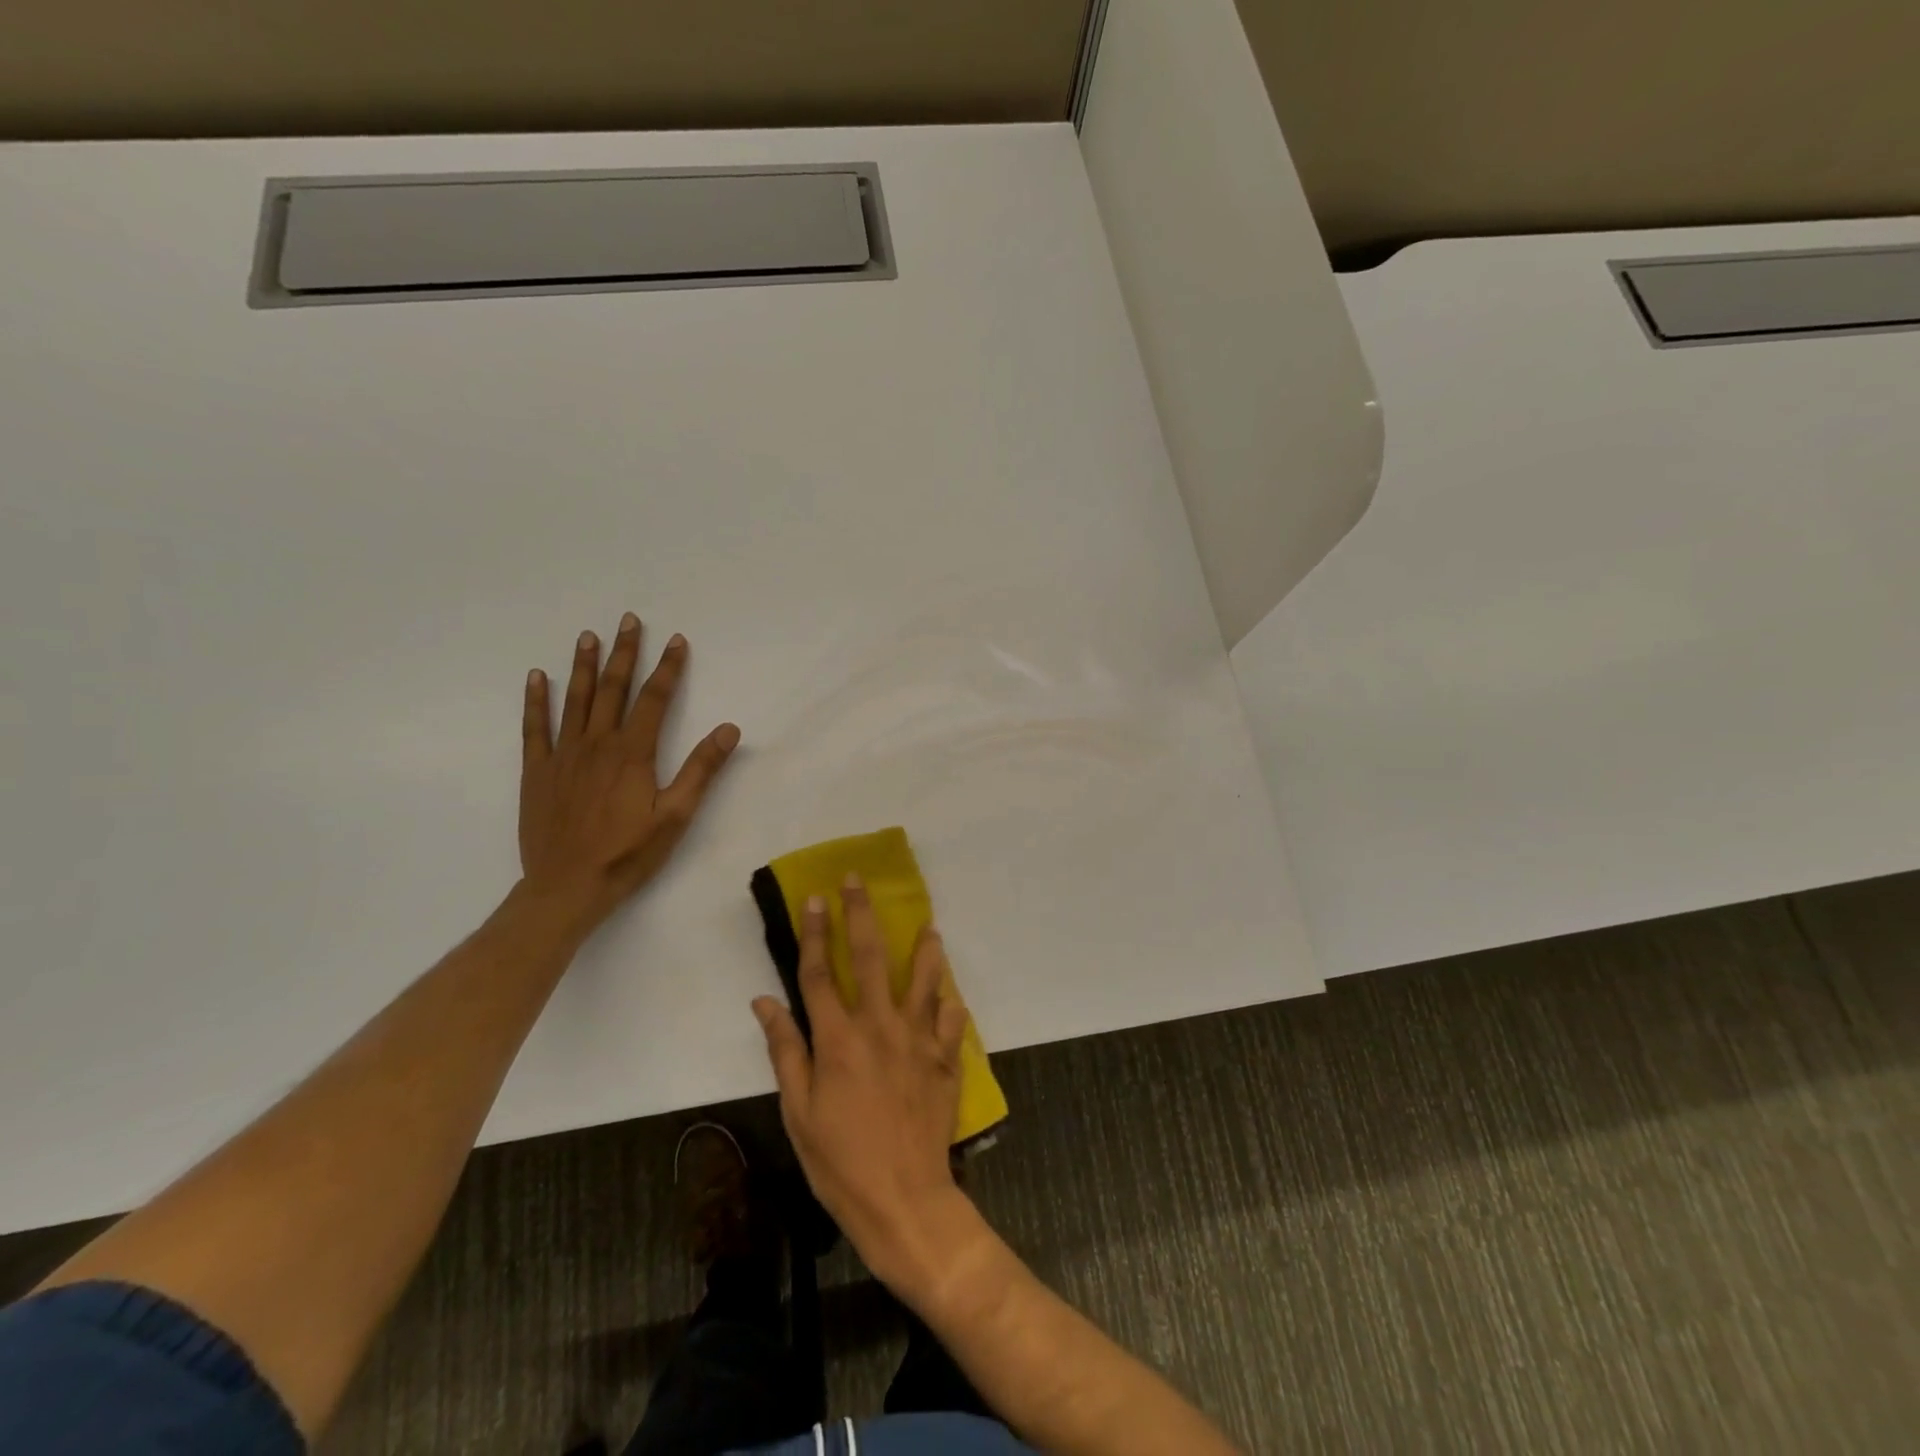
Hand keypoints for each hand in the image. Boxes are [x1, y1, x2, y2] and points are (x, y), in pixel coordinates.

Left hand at [519, 613, 740, 929]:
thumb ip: (701, 769)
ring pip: (575, 700)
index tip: (677, 641)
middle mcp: (596, 744)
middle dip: (625, 653)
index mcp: (633, 753)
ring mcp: (563, 755)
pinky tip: (538, 677)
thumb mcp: (676, 815)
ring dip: (584, 666)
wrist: (567, 887)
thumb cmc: (628, 854)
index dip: (668, 668)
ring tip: (589, 636)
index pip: (654, 699)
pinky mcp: (537, 772)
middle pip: (614, 690)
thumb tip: (729, 729)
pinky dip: (536, 700)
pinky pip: (534, 728)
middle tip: (629, 620)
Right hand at [754, 879, 976, 1295]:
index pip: (821, 972)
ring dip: (925, 948)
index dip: (816, 932)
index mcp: (838, 1038)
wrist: (904, 1200)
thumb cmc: (840, 1161)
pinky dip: (951, 1002)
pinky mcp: (945, 1058)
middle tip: (859, 881)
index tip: (816, 898)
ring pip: (924, 978)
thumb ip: (785, 1051)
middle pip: (871, 958)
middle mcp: (879, 1025)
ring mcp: (918, 1039)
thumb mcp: (798, 1112)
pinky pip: (951, 1019)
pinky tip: (951, 991)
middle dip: (862, 914)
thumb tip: (764, 1002)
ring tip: (928, 925)